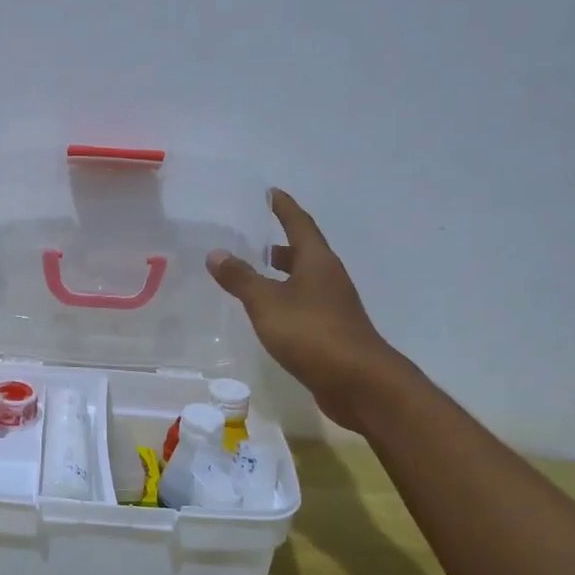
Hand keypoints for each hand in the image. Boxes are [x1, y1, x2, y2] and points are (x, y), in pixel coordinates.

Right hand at [208, 189, 402, 431]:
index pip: (299, 224)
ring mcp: (333, 306)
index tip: (271, 193)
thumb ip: (241, 278)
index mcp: (317, 262)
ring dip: (282, 273)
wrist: (358, 382)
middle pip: (304, 252)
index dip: (284, 208)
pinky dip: (285, 299)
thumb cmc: (311, 333)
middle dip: (281, 243)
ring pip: (304, 280)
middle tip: (255, 237)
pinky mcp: (331, 331)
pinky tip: (268, 313)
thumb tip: (216, 253)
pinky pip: (304, 304)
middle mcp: (329, 278)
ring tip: (255, 274)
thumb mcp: (267, 303)